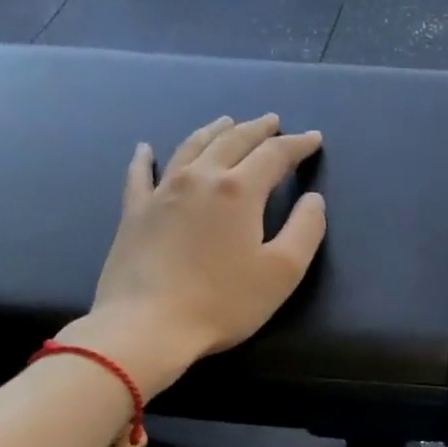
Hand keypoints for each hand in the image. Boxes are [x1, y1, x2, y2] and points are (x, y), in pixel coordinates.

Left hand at [77, 114, 325, 383]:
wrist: (148, 325)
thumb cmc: (223, 302)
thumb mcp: (282, 272)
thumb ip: (305, 230)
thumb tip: (313, 200)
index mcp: (239, 190)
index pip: (274, 155)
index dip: (297, 145)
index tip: (313, 139)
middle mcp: (200, 178)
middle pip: (232, 141)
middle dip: (257, 129)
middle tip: (272, 121)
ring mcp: (162, 192)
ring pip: (191, 147)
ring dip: (213, 131)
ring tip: (226, 122)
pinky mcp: (134, 212)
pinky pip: (140, 174)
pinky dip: (145, 158)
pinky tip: (145, 148)